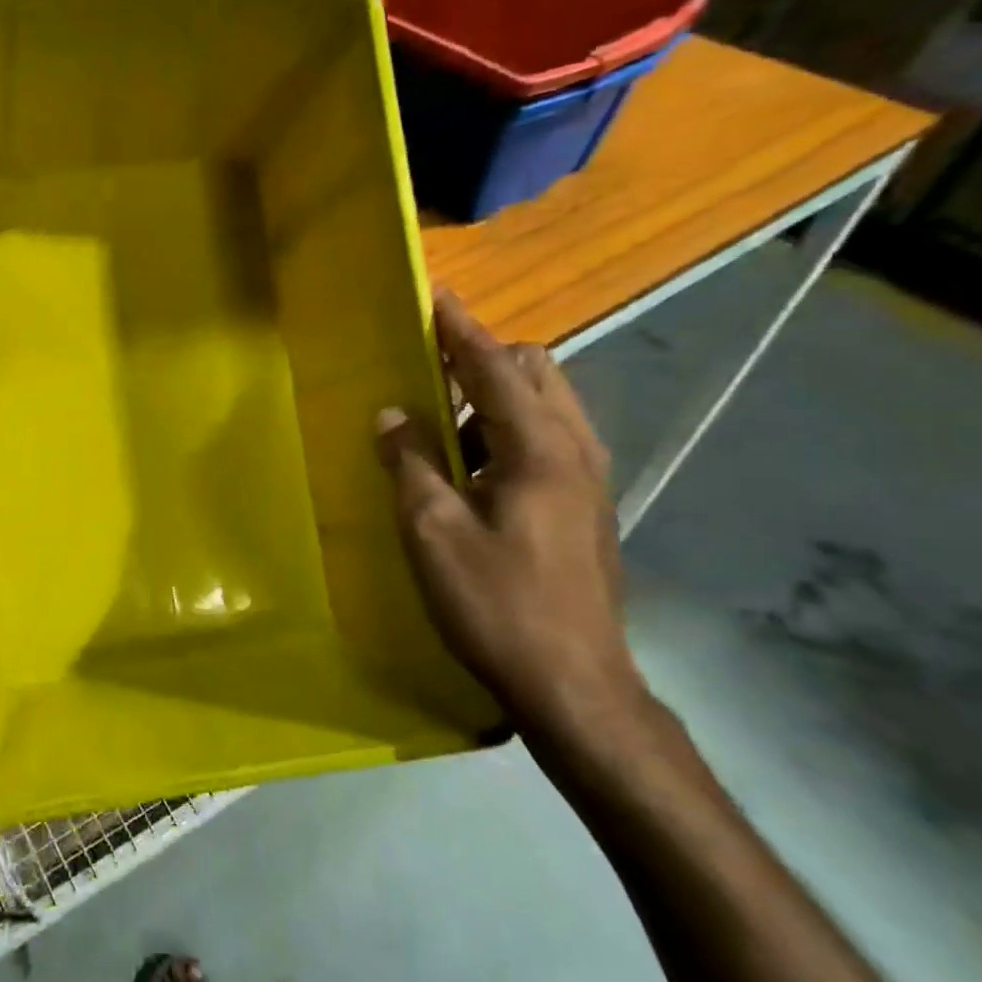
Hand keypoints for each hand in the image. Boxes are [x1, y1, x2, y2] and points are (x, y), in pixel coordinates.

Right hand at [375, 290, 645, 749]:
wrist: (575, 685)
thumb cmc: (497, 604)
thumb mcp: (433, 532)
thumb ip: (411, 463)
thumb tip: (393, 414)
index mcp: (540, 449)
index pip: (496, 367)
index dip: (461, 330)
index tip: (435, 296)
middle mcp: (575, 451)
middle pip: (536, 372)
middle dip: (485, 358)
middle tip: (432, 374)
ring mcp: (589, 481)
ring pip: (546, 407)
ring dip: (495, 398)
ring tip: (444, 428)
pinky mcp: (587, 508)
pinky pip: (548, 440)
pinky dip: (509, 432)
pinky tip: (474, 472)